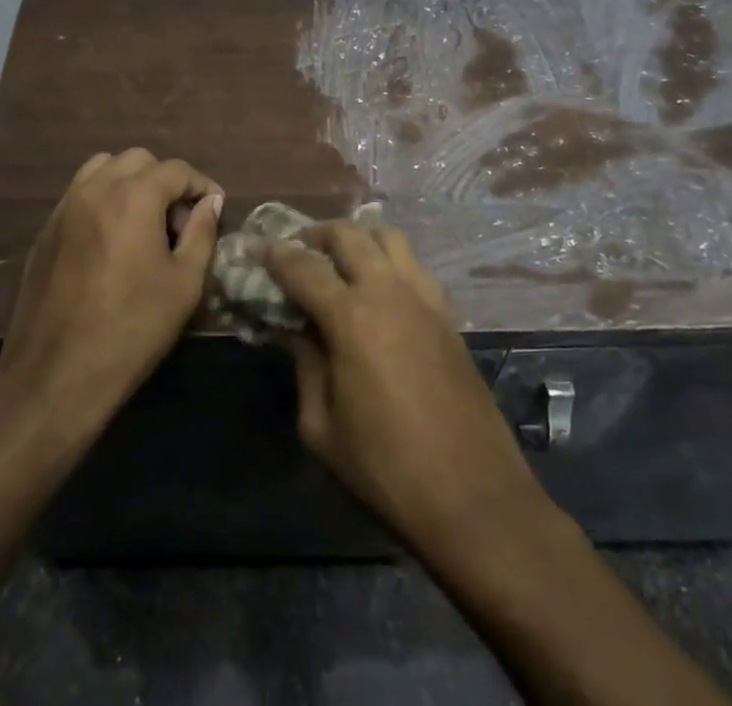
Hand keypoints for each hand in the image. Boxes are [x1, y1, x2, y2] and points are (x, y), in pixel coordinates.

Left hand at [0, 149, 222, 431]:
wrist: (56, 374)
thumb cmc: (132, 328)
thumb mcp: (184, 284)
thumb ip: (202, 233)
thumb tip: (210, 202)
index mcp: (133, 196)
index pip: (176, 169)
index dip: (201, 185)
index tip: (213, 210)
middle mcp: (96, 188)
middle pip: (138, 160)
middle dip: (164, 180)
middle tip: (178, 220)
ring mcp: (65, 207)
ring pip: (103, 168)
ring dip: (129, 182)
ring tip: (143, 221)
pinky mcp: (46, 229)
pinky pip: (79, 193)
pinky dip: (102, 198)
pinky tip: (112, 238)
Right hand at [265, 224, 544, 555]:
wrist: (474, 497)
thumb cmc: (386, 469)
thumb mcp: (322, 427)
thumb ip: (305, 366)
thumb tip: (294, 330)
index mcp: (351, 318)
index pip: (303, 267)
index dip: (275, 254)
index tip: (257, 248)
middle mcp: (388, 292)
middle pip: (349, 235)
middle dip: (317, 234)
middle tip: (298, 250)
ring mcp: (424, 298)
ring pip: (389, 237)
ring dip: (359, 238)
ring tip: (340, 260)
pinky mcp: (448, 314)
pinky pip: (414, 265)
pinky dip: (390, 260)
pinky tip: (380, 289)